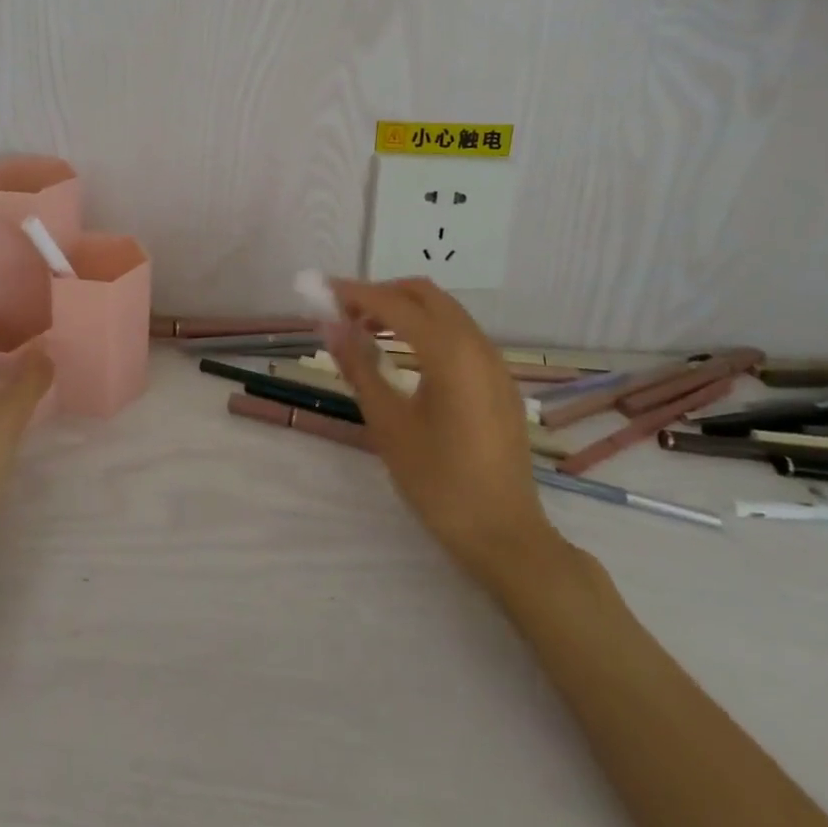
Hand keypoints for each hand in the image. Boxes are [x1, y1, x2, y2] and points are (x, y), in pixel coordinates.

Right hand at [326, 277, 563, 592]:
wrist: (505, 536)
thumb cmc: (439, 482)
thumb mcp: (388, 424)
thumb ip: (359, 367)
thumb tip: (330, 326)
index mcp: (449, 352)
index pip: (393, 304)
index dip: (355, 293)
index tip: (322, 290)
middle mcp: (476, 344)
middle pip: (424, 294)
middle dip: (382, 294)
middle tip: (346, 314)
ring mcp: (494, 362)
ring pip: (444, 311)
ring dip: (405, 309)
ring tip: (368, 332)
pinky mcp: (500, 380)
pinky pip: (460, 333)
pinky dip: (427, 327)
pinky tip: (406, 355)